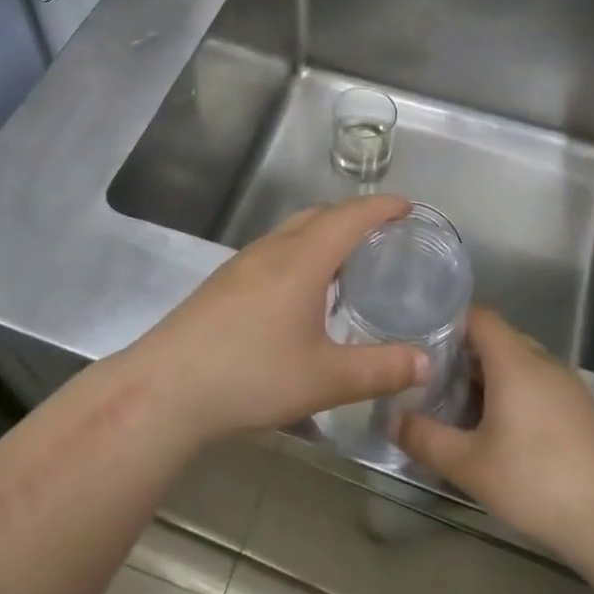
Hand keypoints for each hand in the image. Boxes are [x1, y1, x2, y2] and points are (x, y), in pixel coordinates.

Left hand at [123, 197, 428, 443]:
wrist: (166, 388)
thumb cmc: (252, 375)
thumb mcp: (325, 378)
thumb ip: (380, 369)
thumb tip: (426, 362)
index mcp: (302, 260)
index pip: (350, 218)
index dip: (382, 207)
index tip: (409, 205)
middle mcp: (272, 250)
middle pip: (319, 216)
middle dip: (354, 215)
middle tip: (384, 231)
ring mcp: (242, 264)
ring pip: (292, 231)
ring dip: (324, 232)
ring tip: (348, 256)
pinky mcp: (223, 283)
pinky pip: (274, 250)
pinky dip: (301, 251)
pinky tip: (301, 288)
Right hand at [397, 308, 593, 553]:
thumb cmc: (536, 481)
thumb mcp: (469, 464)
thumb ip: (425, 438)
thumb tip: (392, 420)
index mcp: (515, 361)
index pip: (479, 316)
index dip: (448, 321)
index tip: (420, 340)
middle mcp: (543, 362)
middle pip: (497, 339)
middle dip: (463, 354)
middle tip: (430, 379)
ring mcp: (567, 384)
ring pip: (519, 363)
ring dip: (489, 377)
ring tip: (458, 406)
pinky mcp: (581, 409)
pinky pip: (538, 384)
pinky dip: (513, 393)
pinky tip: (500, 431)